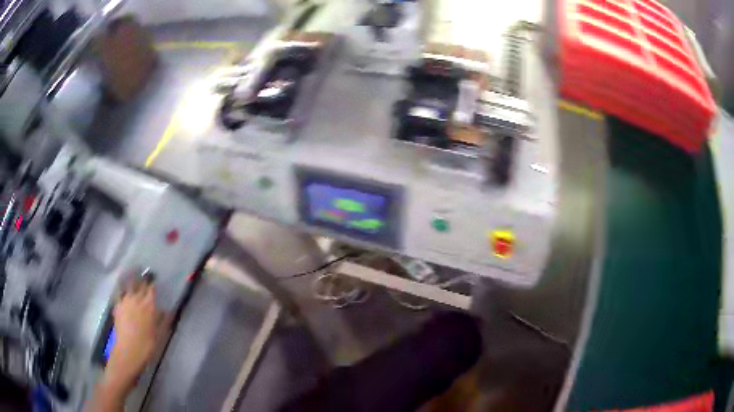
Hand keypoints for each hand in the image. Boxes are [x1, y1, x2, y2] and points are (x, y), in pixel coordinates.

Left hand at [105, 281, 167, 392]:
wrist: (129, 352)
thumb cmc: (147, 345)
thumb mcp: (160, 334)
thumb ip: (163, 320)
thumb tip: (167, 309)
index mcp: (149, 306)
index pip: (151, 289)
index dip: (153, 282)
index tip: (154, 278)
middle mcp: (136, 299)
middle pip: (139, 284)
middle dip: (142, 278)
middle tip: (144, 273)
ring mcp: (125, 301)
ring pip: (128, 285)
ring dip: (131, 278)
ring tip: (132, 272)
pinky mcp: (117, 306)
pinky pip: (119, 292)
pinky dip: (121, 287)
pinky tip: (121, 286)